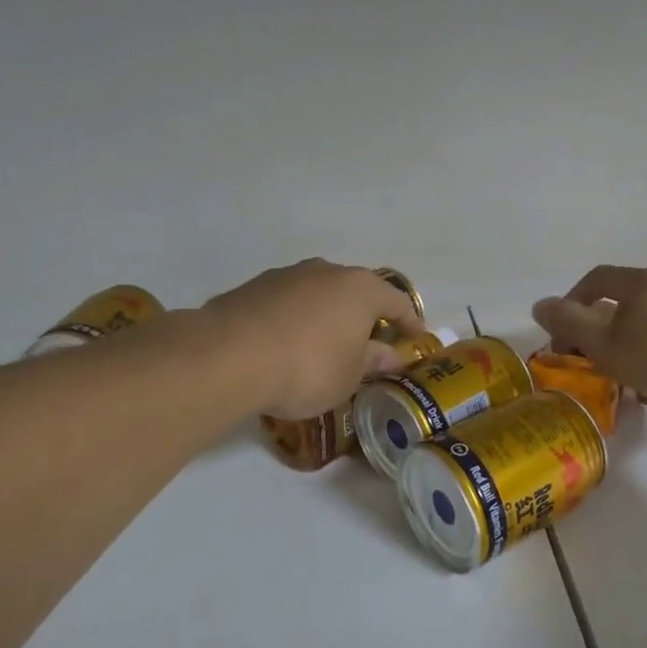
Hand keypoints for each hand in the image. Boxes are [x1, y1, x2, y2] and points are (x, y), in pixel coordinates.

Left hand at [201, 260, 424, 419]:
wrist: (230, 356)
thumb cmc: (308, 367)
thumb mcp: (350, 376)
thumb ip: (373, 362)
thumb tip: (390, 356)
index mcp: (360, 288)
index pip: (397, 301)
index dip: (409, 321)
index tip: (416, 338)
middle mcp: (327, 271)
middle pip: (356, 292)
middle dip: (365, 316)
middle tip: (369, 344)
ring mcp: (288, 275)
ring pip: (319, 294)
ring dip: (327, 316)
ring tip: (324, 345)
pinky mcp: (255, 287)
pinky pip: (288, 303)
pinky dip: (296, 320)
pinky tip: (287, 345)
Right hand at [532, 266, 646, 409]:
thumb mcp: (606, 344)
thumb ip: (569, 323)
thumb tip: (540, 304)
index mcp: (642, 282)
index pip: (596, 280)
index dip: (573, 302)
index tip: (565, 334)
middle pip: (630, 302)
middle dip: (608, 330)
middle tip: (600, 361)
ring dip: (641, 345)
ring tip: (636, 382)